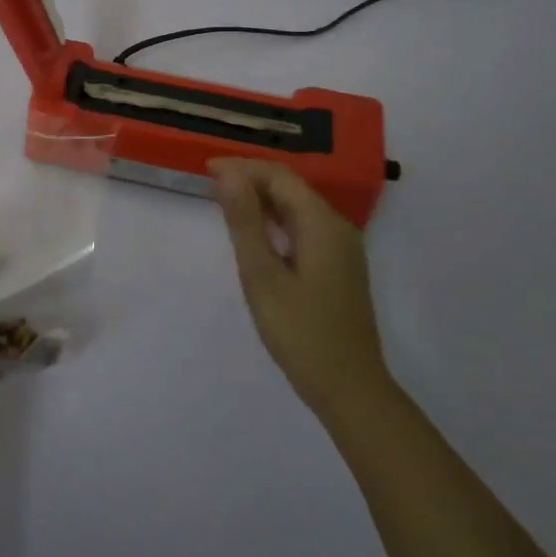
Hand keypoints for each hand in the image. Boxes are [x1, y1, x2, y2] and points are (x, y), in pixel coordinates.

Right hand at [211, 159, 389, 415]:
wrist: (350, 389)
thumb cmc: (301, 332)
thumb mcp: (262, 275)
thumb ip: (245, 221)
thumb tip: (226, 173)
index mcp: (322, 223)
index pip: (279, 175)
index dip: (241, 167)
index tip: (205, 170)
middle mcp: (337, 227)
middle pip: (291, 187)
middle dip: (250, 179)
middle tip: (209, 185)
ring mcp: (341, 248)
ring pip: (297, 206)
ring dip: (262, 198)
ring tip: (225, 202)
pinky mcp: (338, 266)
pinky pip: (303, 227)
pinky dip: (275, 220)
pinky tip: (255, 232)